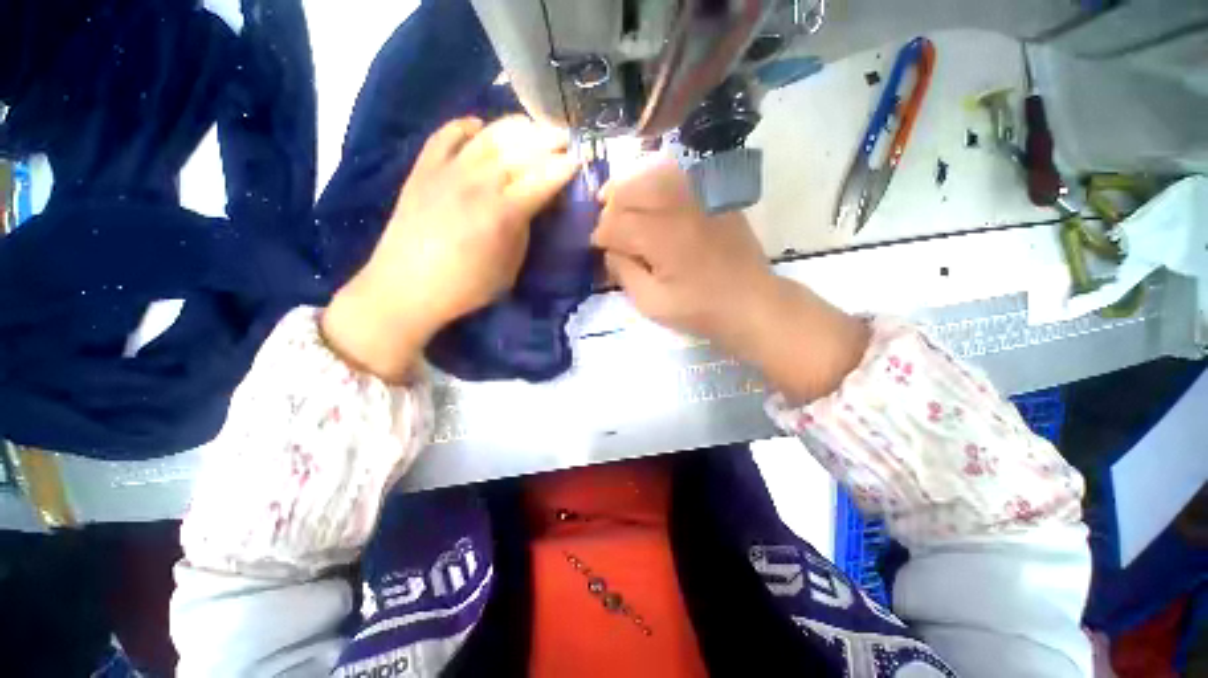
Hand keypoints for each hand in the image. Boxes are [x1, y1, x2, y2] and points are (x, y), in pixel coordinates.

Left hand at [322, 116, 577, 381]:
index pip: (542, 181)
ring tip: (532, 125)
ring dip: (515, 128)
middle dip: (547, 141)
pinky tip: (479, 126)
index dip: (563, 168)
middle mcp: (478, 184)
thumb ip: (524, 231)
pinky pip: (446, 135)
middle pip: (519, 152)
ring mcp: (447, 171)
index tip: (578, 161)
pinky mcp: (423, 169)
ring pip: (487, 137)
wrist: (407, 287)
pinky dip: (465, 126)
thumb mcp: (510, 267)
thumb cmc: (467, 287)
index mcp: (503, 213)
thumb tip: (533, 206)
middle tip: (564, 136)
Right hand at [593, 160, 869, 402]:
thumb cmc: (700, 310)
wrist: (751, 303)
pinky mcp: (715, 198)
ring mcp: (700, 198)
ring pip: (653, 175)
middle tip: (604, 222)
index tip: (596, 247)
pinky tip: (650, 191)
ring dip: (630, 186)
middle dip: (610, 205)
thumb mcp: (652, 303)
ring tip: (616, 197)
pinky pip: (680, 175)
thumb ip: (625, 273)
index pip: (616, 224)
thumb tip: (610, 251)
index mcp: (661, 237)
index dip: (600, 235)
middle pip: (631, 191)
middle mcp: (678, 208)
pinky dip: (656, 178)